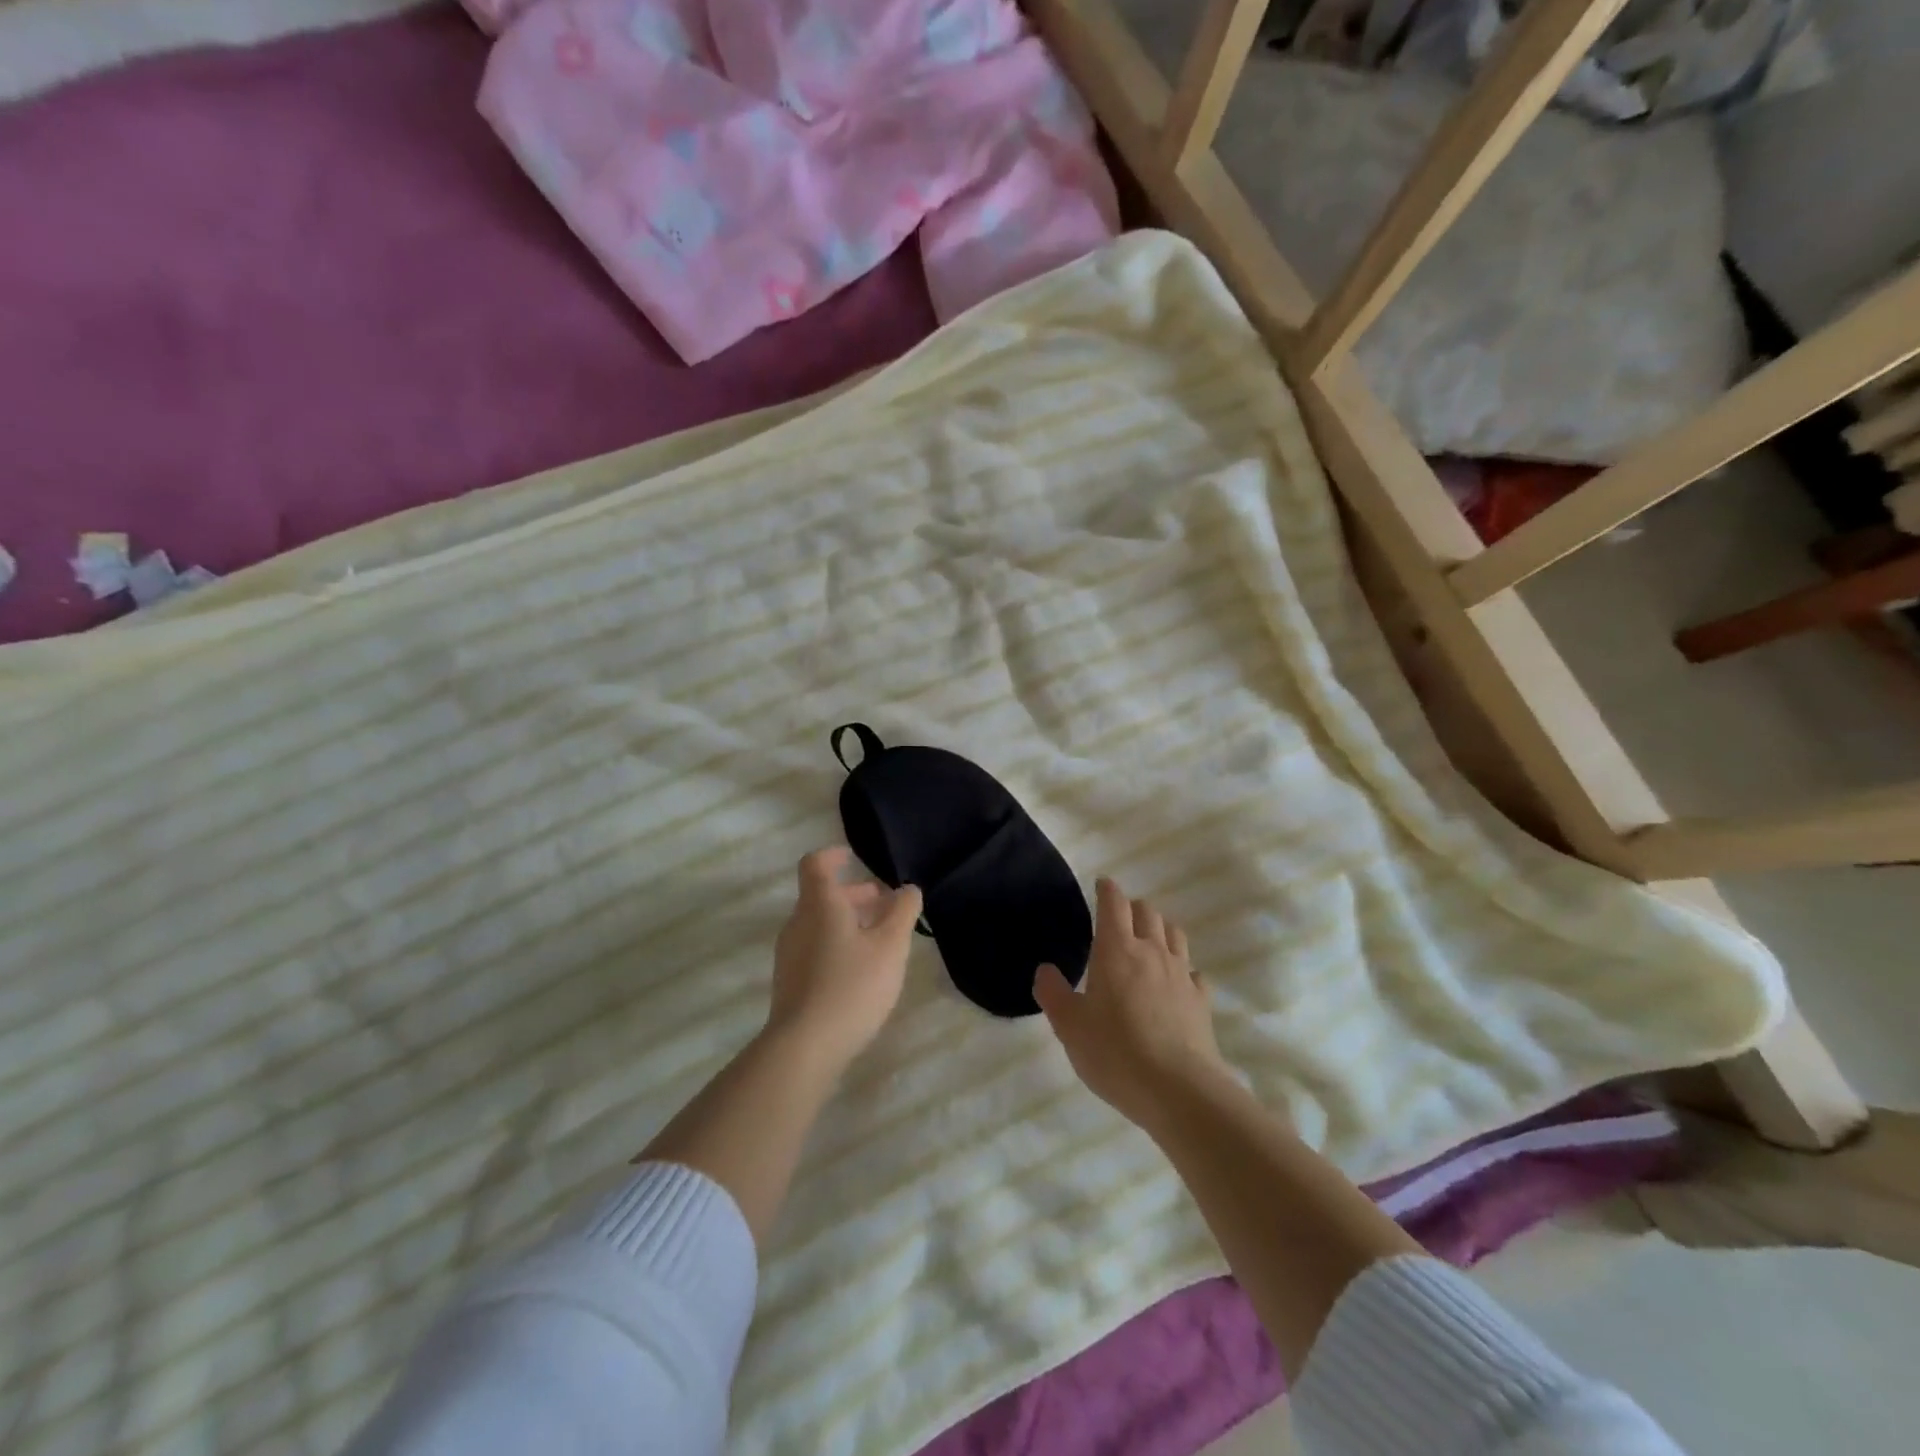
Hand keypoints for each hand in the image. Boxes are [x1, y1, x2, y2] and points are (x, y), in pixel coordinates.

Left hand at [767, 846, 923, 1074]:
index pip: (816, 864)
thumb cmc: (852, 985)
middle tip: (886, 904)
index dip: (834, 856)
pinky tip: (861, 970)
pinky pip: (815, 949)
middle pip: (822, 896)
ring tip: (881, 939)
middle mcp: (798, 923)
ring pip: (820, 924)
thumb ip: (902, 912)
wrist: (804, 1047)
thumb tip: (908, 889)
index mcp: (819, 905)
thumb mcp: (890, 946)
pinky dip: (838, 945)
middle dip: (854, 895)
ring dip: (849, 922)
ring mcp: (790, 954)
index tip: (853, 857)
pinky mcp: (790, 982)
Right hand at [1034, 878, 1226, 1128]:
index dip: (1107, 890)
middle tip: (1120, 918)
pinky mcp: (1200, 1000)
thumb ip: (1053, 993)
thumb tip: (1045, 970)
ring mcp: (1181, 974)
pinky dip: (1183, 969)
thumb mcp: (1069, 1026)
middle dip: (1133, 907)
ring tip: (1149, 941)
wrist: (1178, 1089)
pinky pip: (1194, 972)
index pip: (1114, 904)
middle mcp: (1151, 952)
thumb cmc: (1114, 1052)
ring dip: (1160, 929)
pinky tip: (1177, 983)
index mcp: (1116, 950)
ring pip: (1174, 934)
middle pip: (1147, 912)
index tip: (1102, 884)